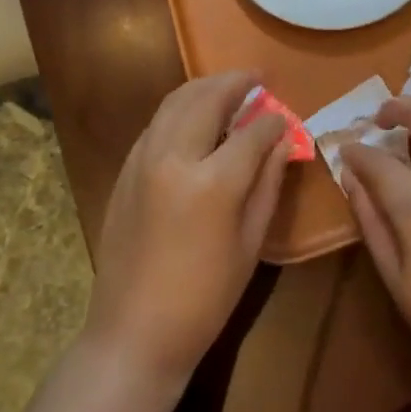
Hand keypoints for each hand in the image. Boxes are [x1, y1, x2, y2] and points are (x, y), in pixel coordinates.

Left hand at [83, 72, 289, 387]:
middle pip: (208, 98)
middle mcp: (173, 158)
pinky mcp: (125, 170)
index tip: (286, 115)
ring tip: (229, 87)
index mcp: (212, 183)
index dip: (274, 120)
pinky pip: (157, 122)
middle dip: (237, 82)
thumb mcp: (250, 243)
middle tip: (258, 78)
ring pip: (175, 101)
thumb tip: (283, 141)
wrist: (133, 334)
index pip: (252, 132)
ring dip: (205, 87)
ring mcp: (143, 160)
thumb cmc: (204, 298)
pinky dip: (180, 108)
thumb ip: (267, 183)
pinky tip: (196, 116)